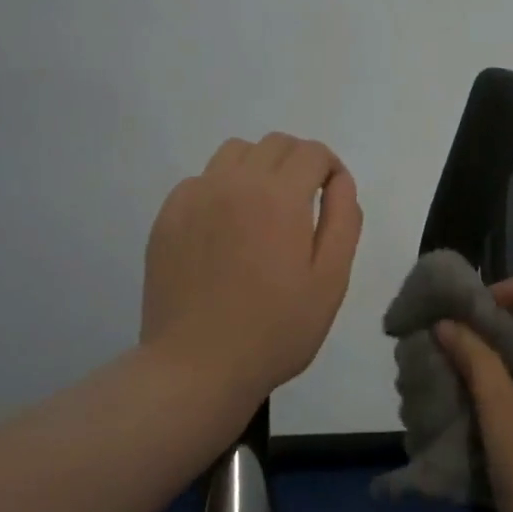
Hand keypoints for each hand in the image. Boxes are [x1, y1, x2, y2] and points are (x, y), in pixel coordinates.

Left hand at [142, 133, 362, 409]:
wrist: (197, 367)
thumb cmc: (275, 330)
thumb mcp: (331, 281)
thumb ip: (344, 220)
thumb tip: (341, 180)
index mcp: (279, 197)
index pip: (312, 152)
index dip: (330, 168)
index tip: (332, 197)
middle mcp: (234, 183)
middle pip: (275, 144)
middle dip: (299, 162)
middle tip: (304, 204)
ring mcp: (195, 197)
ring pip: (235, 152)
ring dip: (259, 167)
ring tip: (263, 210)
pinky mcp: (168, 216)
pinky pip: (202, 179)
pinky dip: (223, 188)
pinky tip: (225, 230)